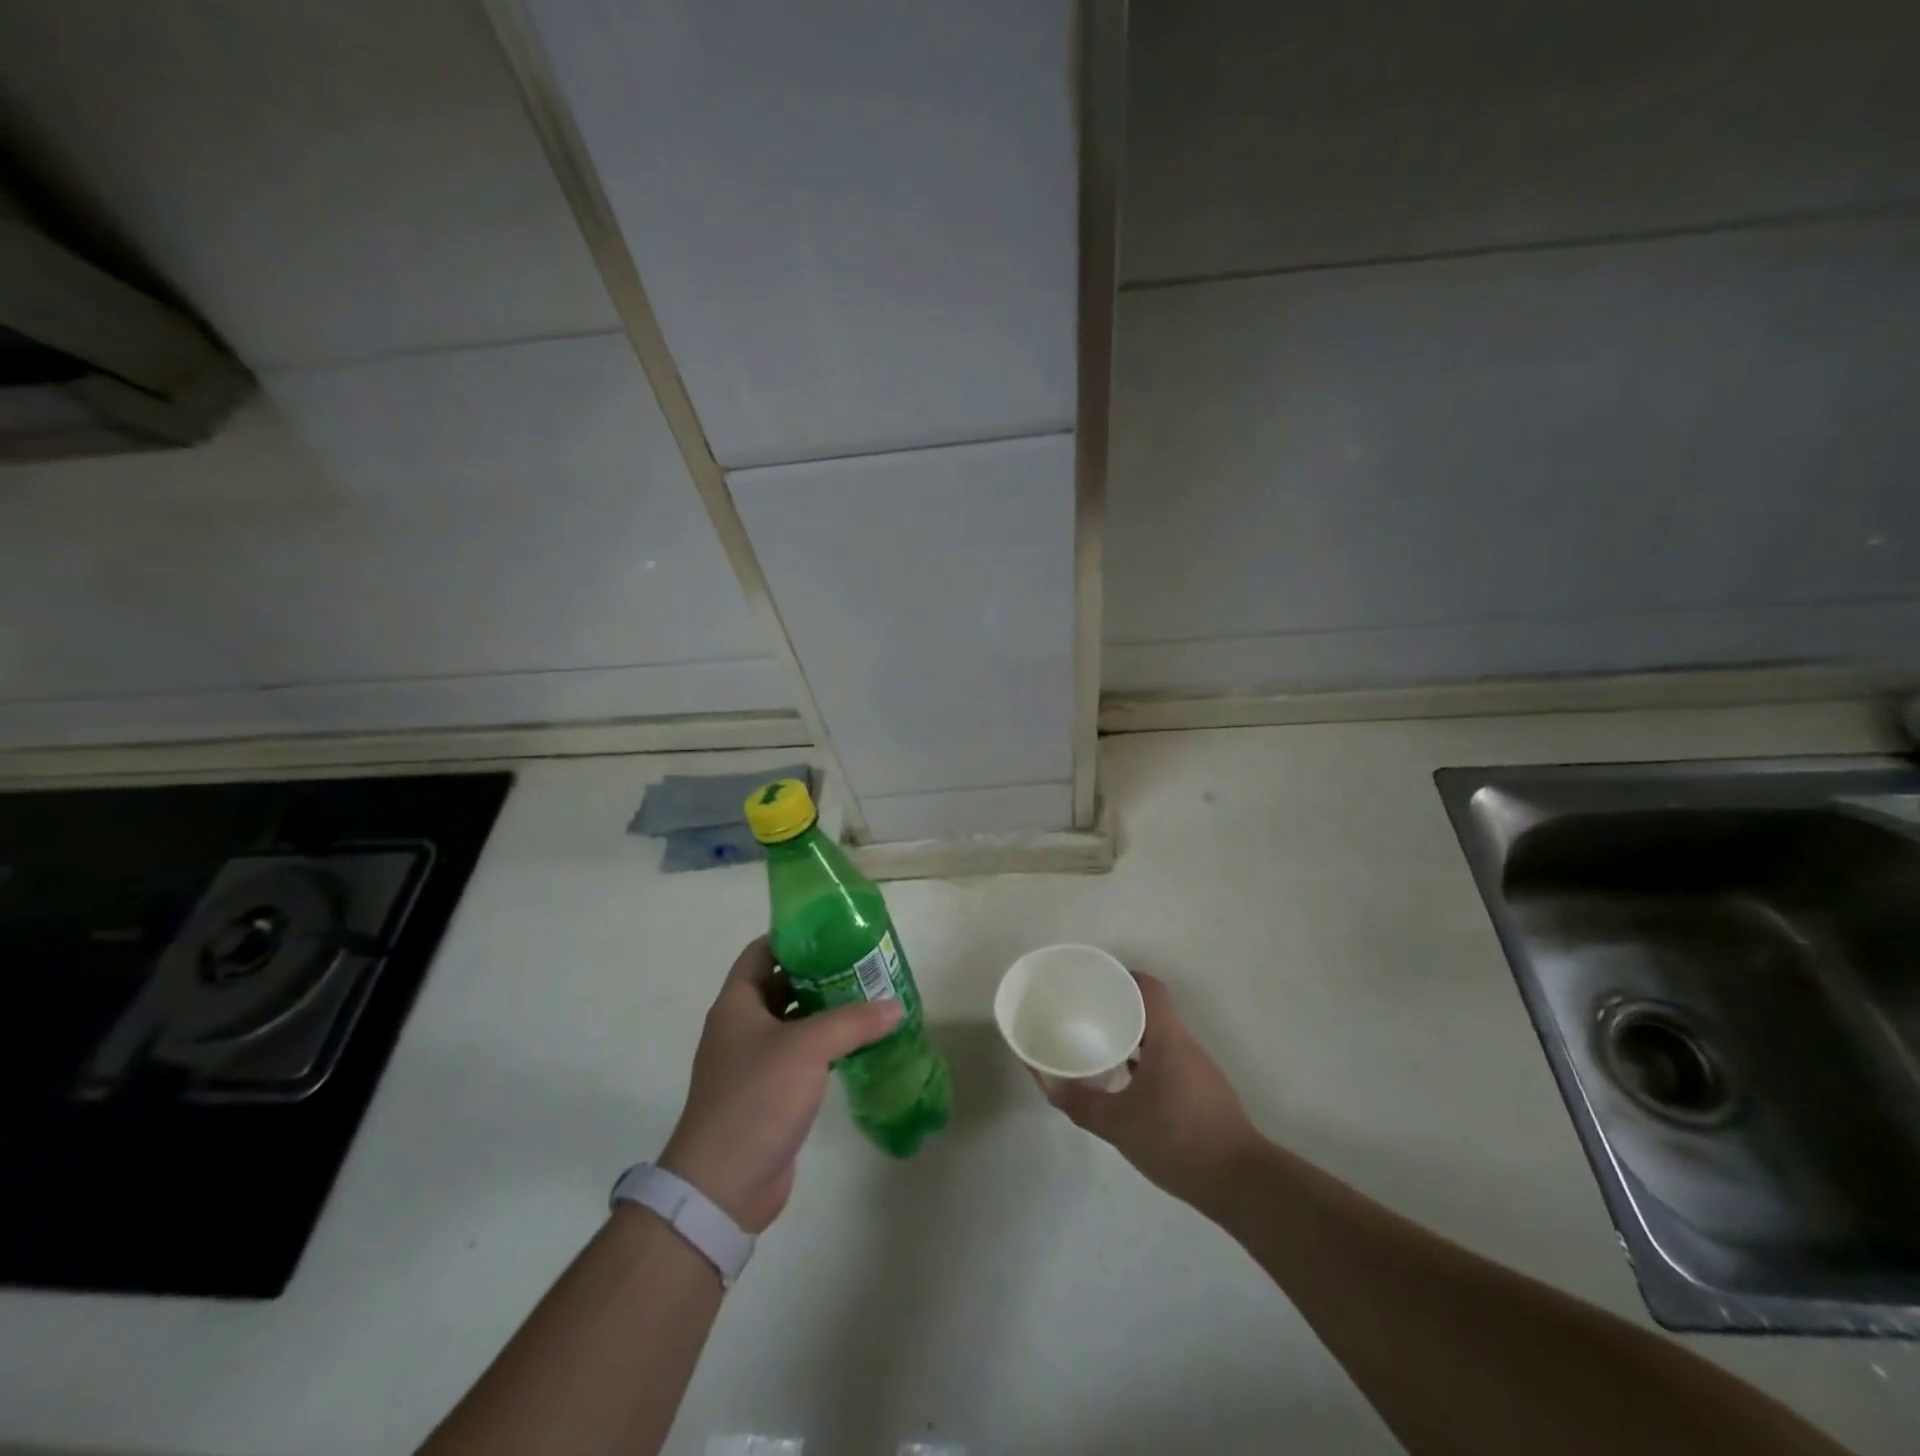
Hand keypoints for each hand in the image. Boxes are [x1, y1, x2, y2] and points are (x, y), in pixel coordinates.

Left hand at [657, 937, 901, 1233]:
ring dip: (827, 1010)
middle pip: (782, 984)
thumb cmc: (756, 1098)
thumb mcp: (807, 1049)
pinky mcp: (770, 1093)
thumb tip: (895, 1005)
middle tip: (862, 962)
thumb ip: (853, 1021)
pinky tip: (860, 1042)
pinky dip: (827, 1044)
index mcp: (737, 1004)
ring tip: (870, 996)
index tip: (833, 930)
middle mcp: (742, 1027)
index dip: (793, 937)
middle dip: (819, 973)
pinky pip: (802, 1055)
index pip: (762, 952)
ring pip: (794, 1021)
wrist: (723, 1185)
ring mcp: (755, 1062)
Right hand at [1043, 972, 1260, 1212]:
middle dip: (1119, 1010)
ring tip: (1101, 1049)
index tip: (1095, 985)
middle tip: (1087, 1018)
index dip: (1122, 978)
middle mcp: (1185, 1045)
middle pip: (1151, 1011)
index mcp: (1167, 1038)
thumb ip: (1082, 1104)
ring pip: (1160, 1039)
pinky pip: (1169, 1062)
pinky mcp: (1203, 1092)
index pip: (1148, 988)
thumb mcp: (1119, 1124)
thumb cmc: (1178, 1140)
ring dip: (1132, 1039)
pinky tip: (1127, 1086)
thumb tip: (1050, 1087)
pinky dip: (1146, 1063)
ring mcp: (1198, 1069)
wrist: (1241, 1183)